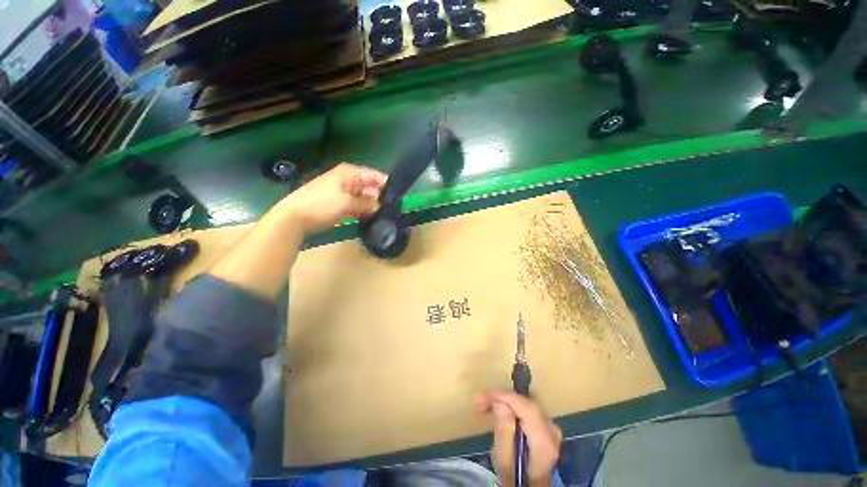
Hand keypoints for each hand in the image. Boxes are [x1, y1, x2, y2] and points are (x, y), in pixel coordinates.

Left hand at [280, 163, 387, 233]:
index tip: (399, 198)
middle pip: (371, 186)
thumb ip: (367, 203)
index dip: (388, 186)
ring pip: (364, 196)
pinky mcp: (338, 201)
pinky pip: (356, 203)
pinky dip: (362, 209)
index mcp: (350, 173)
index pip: (376, 176)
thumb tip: (380, 205)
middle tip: (391, 210)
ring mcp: (342, 189)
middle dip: (380, 197)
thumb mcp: (348, 204)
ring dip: (371, 205)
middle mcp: (348, 178)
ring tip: (383, 215)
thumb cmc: (322, 205)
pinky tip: (368, 218)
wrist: (294, 217)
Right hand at [479, 391, 561, 486]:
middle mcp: (552, 431)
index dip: (504, 396)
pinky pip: (527, 408)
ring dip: (505, 401)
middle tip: (481, 401)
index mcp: (544, 441)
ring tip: (486, 404)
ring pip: (525, 403)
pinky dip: (512, 406)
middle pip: (525, 403)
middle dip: (502, 397)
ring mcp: (551, 428)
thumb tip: (499, 403)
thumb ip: (503, 431)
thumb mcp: (503, 460)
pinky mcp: (546, 427)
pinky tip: (499, 408)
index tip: (484, 396)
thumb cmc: (514, 477)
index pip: (525, 407)